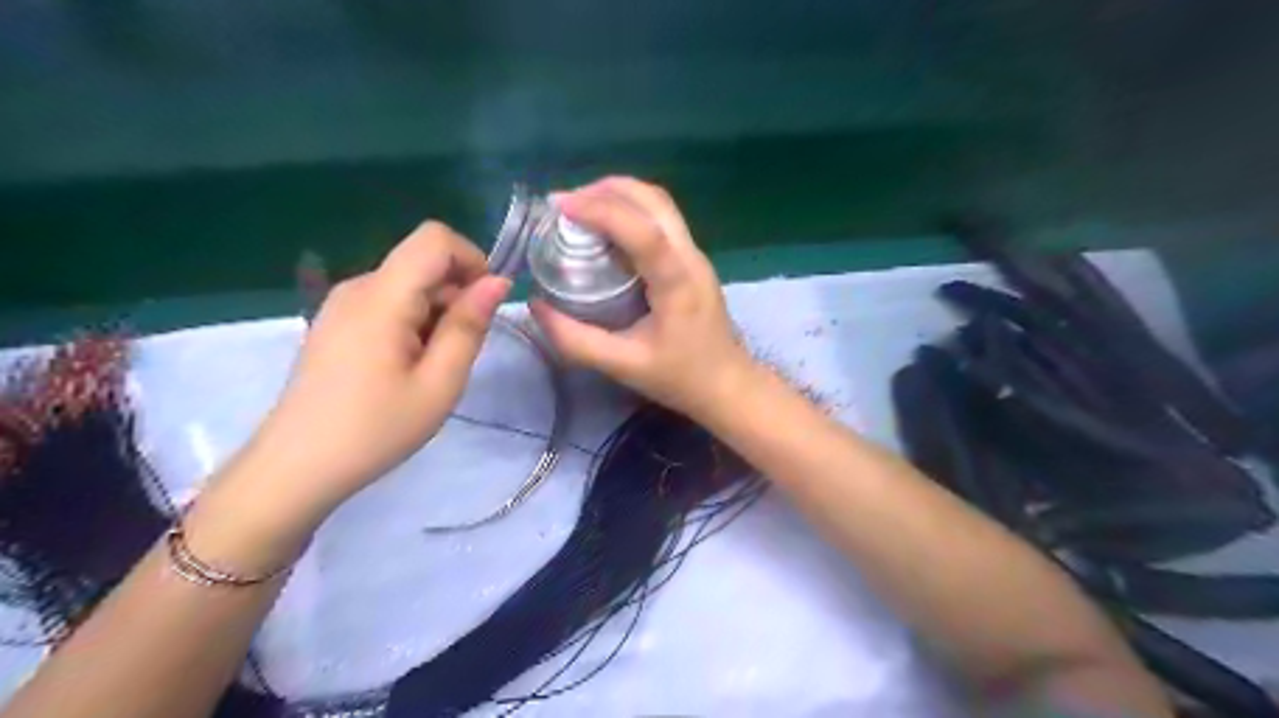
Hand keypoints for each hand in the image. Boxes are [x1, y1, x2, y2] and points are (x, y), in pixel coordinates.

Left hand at [234, 222, 506, 519]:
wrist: (297, 468)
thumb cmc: (376, 429)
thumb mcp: (439, 383)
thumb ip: (469, 326)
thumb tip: (497, 282)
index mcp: (382, 297)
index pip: (435, 238)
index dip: (472, 259)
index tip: (485, 306)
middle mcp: (357, 287)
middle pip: (423, 263)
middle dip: (456, 296)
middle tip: (458, 354)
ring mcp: (342, 304)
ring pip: (409, 285)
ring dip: (436, 314)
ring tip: (431, 368)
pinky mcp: (336, 322)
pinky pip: (389, 303)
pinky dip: (414, 323)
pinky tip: (407, 368)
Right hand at [529, 176, 752, 419]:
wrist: (728, 385)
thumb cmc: (680, 378)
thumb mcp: (623, 366)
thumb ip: (576, 340)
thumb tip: (536, 306)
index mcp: (677, 282)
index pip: (642, 231)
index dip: (601, 210)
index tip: (559, 206)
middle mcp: (690, 257)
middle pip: (654, 201)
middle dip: (606, 190)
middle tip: (564, 203)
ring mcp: (695, 255)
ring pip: (659, 205)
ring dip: (619, 195)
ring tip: (579, 207)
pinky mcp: (692, 260)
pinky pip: (661, 220)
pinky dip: (630, 211)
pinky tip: (605, 228)